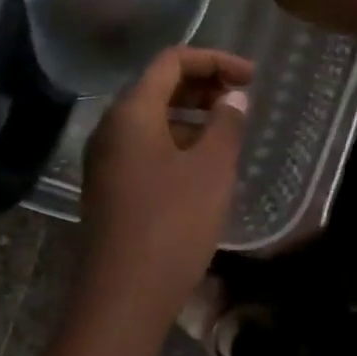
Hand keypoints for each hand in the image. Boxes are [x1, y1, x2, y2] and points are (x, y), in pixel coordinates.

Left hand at [75, 47, 253, 339]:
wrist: (124, 295)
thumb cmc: (173, 224)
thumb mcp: (211, 170)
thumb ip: (226, 124)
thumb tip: (233, 98)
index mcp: (131, 112)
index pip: (171, 61)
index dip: (214, 60)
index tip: (251, 76)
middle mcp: (110, 128)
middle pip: (157, 87)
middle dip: (202, 85)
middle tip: (241, 99)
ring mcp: (105, 160)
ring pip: (151, 120)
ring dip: (190, 115)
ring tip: (228, 130)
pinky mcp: (109, 188)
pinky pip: (144, 148)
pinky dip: (175, 142)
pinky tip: (202, 164)